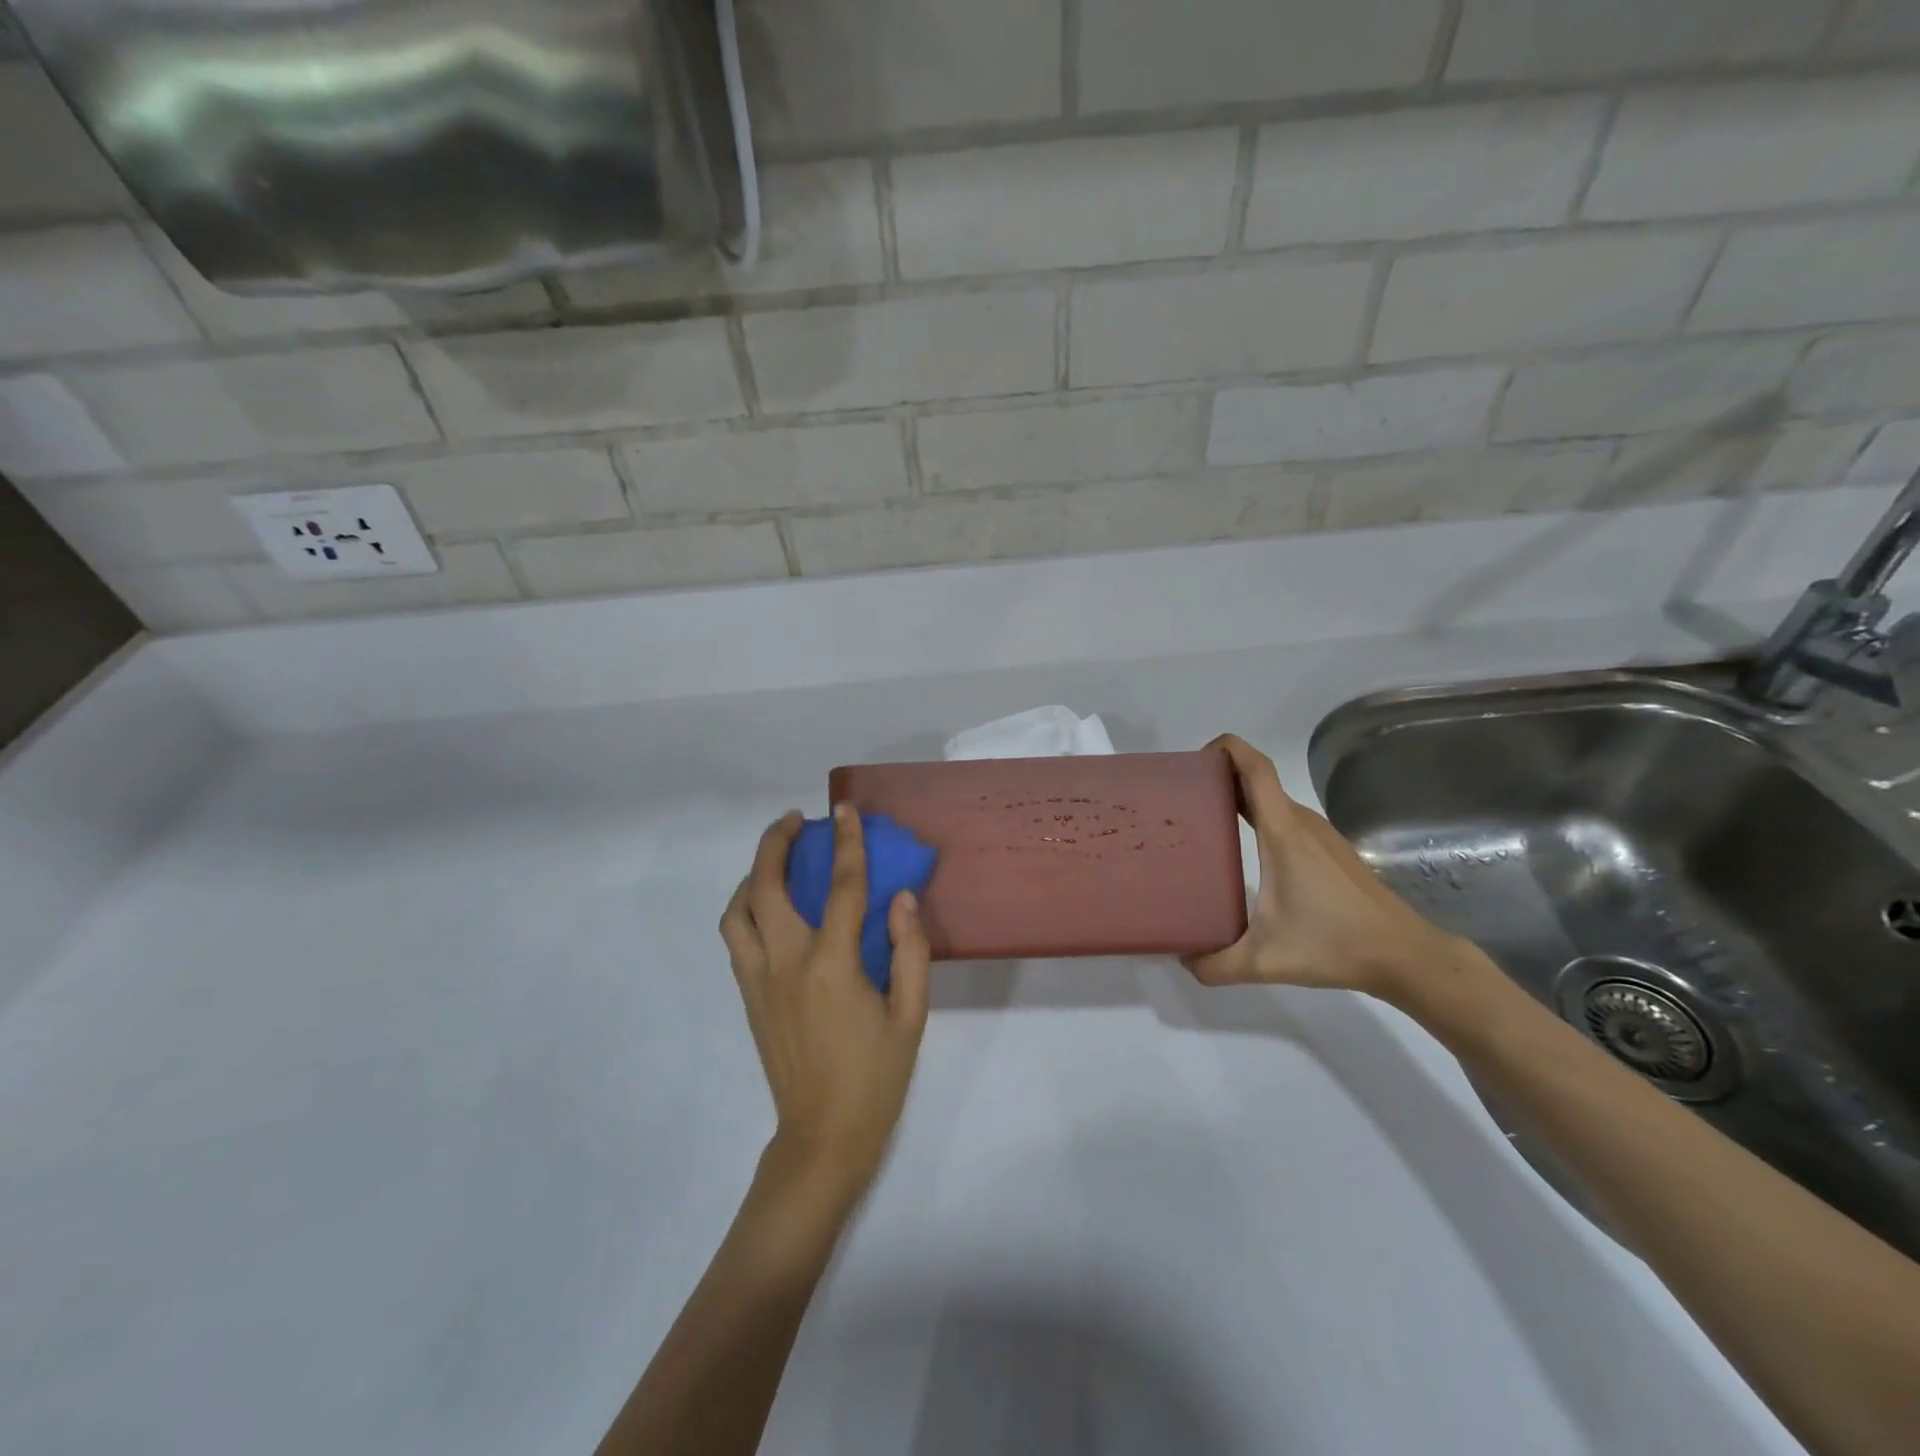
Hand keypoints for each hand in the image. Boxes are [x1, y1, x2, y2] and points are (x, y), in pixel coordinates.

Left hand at [719, 805, 931, 1200]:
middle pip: (767, 887)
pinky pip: (737, 937)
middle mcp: (787, 963)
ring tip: (775, 859)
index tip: (845, 810)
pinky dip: (746, 908)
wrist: (823, 1137)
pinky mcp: (748, 997)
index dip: (846, 842)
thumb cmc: (876, 1076)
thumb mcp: (912, 1015)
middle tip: (795, 820)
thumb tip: (902, 898)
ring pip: (738, 911)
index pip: (841, 887)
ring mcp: (759, 980)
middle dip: (776, 843)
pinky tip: (769, 905)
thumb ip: (911, 950)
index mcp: (832, 965)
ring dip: (753, 875)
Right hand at [1185, 735, 1463, 1002]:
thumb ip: (1216, 964)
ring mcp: (1320, 835)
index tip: (1195, 760)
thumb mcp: (1265, 960)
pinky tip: (1245, 849)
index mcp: (1283, 832)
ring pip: (1273, 800)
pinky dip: (1260, 817)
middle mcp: (1301, 823)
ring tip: (1205, 821)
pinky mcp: (1330, 850)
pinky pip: (1286, 819)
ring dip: (1240, 798)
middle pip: (1259, 779)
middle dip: (1220, 776)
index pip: (1255, 769)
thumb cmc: (1335, 945)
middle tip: (1184, 798)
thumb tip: (1182, 959)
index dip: (1227, 749)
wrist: (1405, 955)